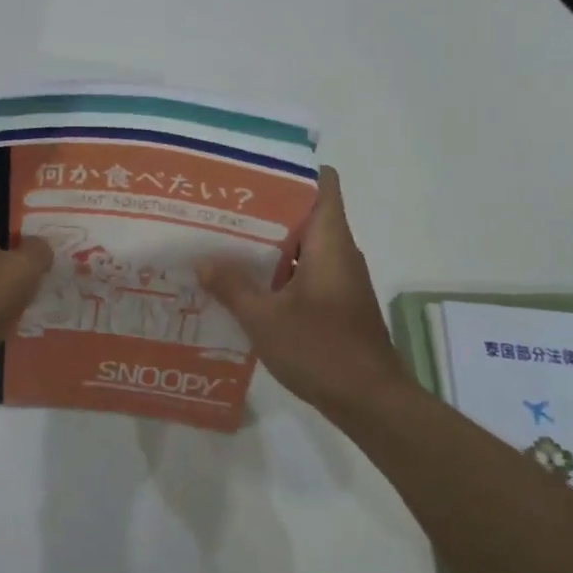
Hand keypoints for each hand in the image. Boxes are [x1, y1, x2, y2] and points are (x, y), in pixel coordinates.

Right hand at [197, 166, 408, 419]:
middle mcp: (338, 251)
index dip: (292, 170)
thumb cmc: (322, 350)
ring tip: (222, 240)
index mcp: (330, 240)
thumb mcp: (265, 319)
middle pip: (304, 211)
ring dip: (267, 242)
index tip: (253, 169)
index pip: (323, 182)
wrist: (371, 402)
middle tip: (221, 206)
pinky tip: (242, 282)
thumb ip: (232, 286)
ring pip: (301, 244)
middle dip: (264, 207)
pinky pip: (303, 270)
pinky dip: (277, 270)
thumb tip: (201, 260)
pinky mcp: (335, 301)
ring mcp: (338, 277)